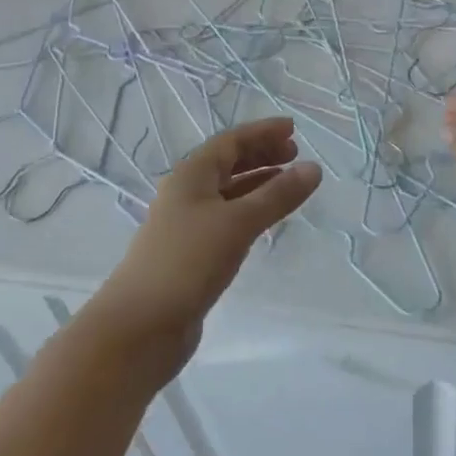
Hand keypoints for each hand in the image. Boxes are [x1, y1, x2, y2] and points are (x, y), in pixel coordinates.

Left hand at [90, 118, 319, 372]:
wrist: (141, 326)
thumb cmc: (188, 261)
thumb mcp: (238, 222)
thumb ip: (278, 196)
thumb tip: (314, 168)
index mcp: (191, 174)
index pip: (231, 141)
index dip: (262, 132)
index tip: (293, 129)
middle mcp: (186, 192)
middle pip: (227, 163)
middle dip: (261, 154)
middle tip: (295, 154)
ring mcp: (186, 224)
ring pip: (228, 192)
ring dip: (257, 182)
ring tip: (288, 184)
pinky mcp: (191, 253)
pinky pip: (226, 218)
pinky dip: (249, 210)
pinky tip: (265, 220)